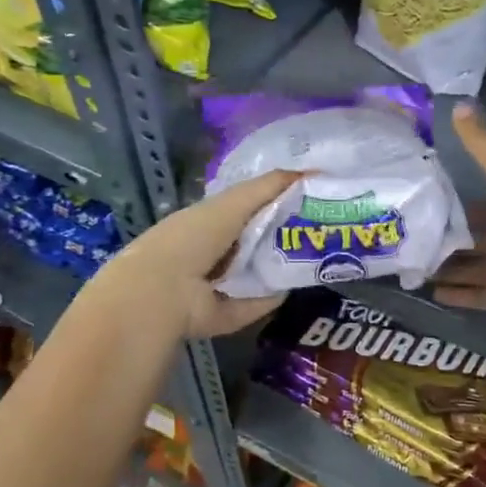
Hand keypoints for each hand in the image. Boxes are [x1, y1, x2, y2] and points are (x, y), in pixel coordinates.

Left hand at [109, 168, 300, 337]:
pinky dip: (271, 298)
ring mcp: (218, 286)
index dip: (277, 203)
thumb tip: (306, 172)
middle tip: (321, 231)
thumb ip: (267, 187)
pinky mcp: (225, 314)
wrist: (164, 290)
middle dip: (286, 236)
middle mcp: (213, 253)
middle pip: (257, 242)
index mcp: (209, 222)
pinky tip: (292, 288)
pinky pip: (255, 304)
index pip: (248, 210)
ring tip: (316, 259)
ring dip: (282, 268)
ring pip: (258, 273)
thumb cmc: (194, 237)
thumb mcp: (233, 202)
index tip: (309, 201)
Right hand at [433, 104, 485, 312]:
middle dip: (447, 242)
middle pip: (473, 242)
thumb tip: (458, 105)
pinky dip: (458, 295)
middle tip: (412, 243)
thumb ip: (482, 145)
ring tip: (415, 269)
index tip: (425, 208)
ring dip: (448, 270)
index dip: (456, 208)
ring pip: (472, 270)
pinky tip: (432, 294)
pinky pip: (479, 296)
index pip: (479, 209)